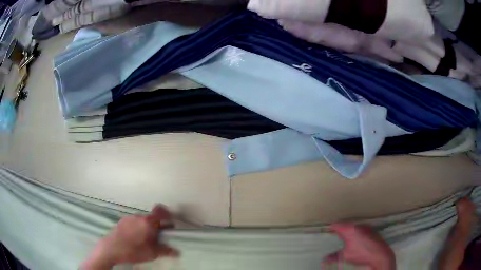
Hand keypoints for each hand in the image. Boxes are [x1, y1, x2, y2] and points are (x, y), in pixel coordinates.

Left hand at [81, 205, 177, 269]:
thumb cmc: (134, 251)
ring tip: (147, 239)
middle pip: (152, 217)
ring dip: (147, 227)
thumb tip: (177, 252)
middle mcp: (138, 216)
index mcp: (148, 222)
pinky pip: (134, 222)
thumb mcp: (152, 253)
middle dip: (158, 225)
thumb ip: (165, 251)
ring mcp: (128, 218)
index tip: (171, 222)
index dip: (167, 213)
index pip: (160, 210)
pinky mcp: (122, 221)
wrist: (111, 249)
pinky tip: (135, 239)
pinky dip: (138, 227)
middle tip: (160, 237)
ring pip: (142, 220)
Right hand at [324, 223, 394, 269]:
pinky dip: (357, 232)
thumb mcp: (345, 256)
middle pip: (346, 224)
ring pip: (354, 226)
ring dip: (349, 230)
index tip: (328, 230)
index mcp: (349, 230)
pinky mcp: (372, 230)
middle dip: (341, 229)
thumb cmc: (361, 254)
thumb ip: (334, 256)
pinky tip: (357, 240)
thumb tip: (324, 258)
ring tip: (345, 238)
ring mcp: (366, 227)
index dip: (331, 227)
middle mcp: (358, 225)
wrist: (379, 254)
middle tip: (336, 234)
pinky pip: (361, 229)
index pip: (337, 225)